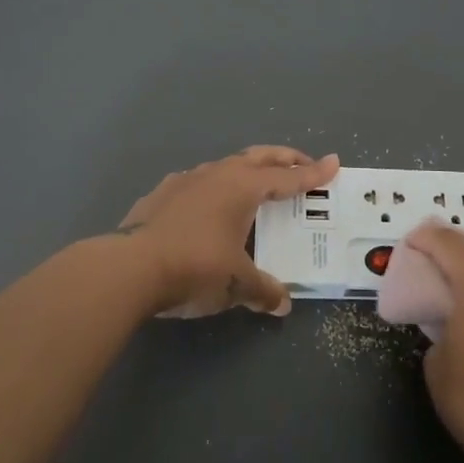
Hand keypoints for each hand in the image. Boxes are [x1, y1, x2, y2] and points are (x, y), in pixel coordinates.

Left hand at [112, 146, 339, 318]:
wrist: (129, 268)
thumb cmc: (194, 267)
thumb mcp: (236, 283)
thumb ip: (263, 290)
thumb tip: (283, 305)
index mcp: (243, 187)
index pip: (288, 178)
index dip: (313, 174)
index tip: (334, 163)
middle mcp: (217, 174)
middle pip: (259, 157)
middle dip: (284, 159)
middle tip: (302, 164)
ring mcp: (186, 180)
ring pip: (226, 165)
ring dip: (247, 169)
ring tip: (255, 183)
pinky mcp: (160, 194)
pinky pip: (198, 182)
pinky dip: (214, 187)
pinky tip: (208, 203)